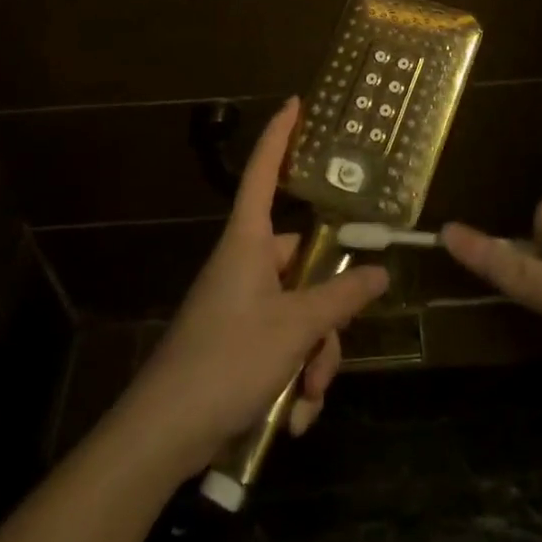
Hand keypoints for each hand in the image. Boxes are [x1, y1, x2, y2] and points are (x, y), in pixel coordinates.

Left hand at [122, 99, 388, 475]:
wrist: (162, 437)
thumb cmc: (226, 360)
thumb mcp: (294, 328)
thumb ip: (341, 297)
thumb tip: (379, 271)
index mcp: (248, 242)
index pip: (263, 173)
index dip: (279, 136)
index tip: (295, 104)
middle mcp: (246, 266)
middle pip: (305, 265)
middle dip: (327, 317)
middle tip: (327, 357)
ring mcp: (242, 307)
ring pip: (301, 314)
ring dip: (313, 359)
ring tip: (305, 399)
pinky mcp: (239, 345)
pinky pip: (284, 347)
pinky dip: (294, 380)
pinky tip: (292, 418)